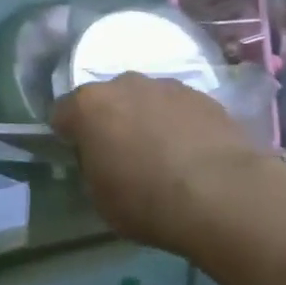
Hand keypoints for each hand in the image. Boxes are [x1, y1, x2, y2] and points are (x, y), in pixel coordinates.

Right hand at [51, 74, 285, 254]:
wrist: (223, 195)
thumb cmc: (146, 200)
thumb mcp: (99, 197)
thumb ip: (91, 168)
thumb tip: (100, 160)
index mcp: (88, 106)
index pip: (62, 114)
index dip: (67, 136)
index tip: (80, 158)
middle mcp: (124, 84)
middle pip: (106, 100)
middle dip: (109, 121)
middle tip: (121, 155)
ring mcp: (167, 86)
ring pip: (145, 100)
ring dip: (145, 119)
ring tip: (162, 155)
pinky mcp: (205, 96)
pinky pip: (178, 108)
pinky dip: (178, 124)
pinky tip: (191, 154)